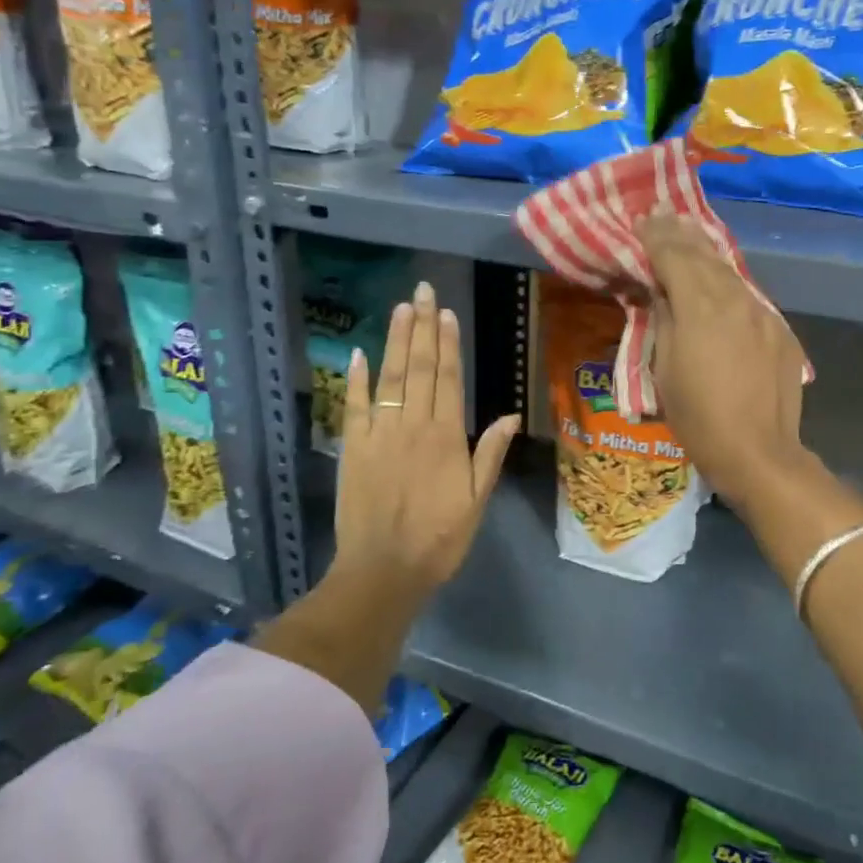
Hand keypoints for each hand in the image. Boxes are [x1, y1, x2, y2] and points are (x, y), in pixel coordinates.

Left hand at [333, 281, 519, 598]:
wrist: (383, 571)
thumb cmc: (439, 538)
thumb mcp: (477, 500)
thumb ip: (489, 454)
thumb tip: (511, 414)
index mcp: (446, 437)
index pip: (447, 378)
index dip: (447, 343)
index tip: (446, 312)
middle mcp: (412, 426)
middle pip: (417, 367)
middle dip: (421, 326)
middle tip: (422, 292)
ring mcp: (378, 434)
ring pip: (388, 378)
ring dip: (393, 340)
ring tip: (400, 308)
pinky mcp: (352, 448)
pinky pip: (354, 406)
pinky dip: (356, 379)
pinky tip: (358, 353)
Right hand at [637, 213, 807, 507]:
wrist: (758, 451)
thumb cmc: (698, 416)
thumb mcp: (664, 369)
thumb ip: (665, 320)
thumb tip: (663, 290)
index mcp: (700, 307)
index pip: (674, 257)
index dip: (656, 235)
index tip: (643, 217)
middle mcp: (734, 299)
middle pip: (704, 255)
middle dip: (681, 232)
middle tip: (663, 211)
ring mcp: (762, 312)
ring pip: (730, 271)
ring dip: (707, 251)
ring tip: (690, 233)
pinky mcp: (780, 329)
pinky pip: (749, 296)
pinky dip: (729, 282)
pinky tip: (721, 280)